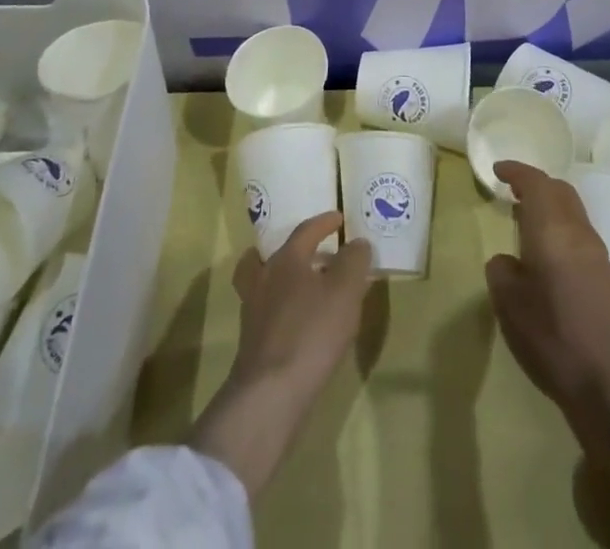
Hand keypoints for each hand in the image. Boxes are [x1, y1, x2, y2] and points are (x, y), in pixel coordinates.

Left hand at [228, 212, 371, 398]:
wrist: (271, 392)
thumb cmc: (311, 331)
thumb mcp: (345, 291)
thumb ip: (353, 261)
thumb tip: (357, 243)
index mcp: (285, 259)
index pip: (305, 231)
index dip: (324, 223)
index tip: (339, 218)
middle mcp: (264, 278)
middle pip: (275, 254)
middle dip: (296, 250)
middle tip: (315, 253)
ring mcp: (253, 311)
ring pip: (263, 282)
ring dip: (282, 279)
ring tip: (304, 287)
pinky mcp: (252, 342)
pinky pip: (267, 311)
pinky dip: (281, 308)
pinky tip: (299, 323)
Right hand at [485, 161, 609, 410]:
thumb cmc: (553, 336)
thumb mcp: (509, 304)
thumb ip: (502, 271)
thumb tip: (508, 261)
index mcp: (552, 228)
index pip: (535, 182)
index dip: (516, 171)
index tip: (498, 170)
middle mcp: (578, 232)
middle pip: (560, 191)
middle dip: (536, 185)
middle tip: (513, 193)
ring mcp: (598, 256)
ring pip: (573, 213)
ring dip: (551, 209)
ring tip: (527, 225)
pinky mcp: (609, 280)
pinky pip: (580, 237)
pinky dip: (562, 232)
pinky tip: (549, 259)